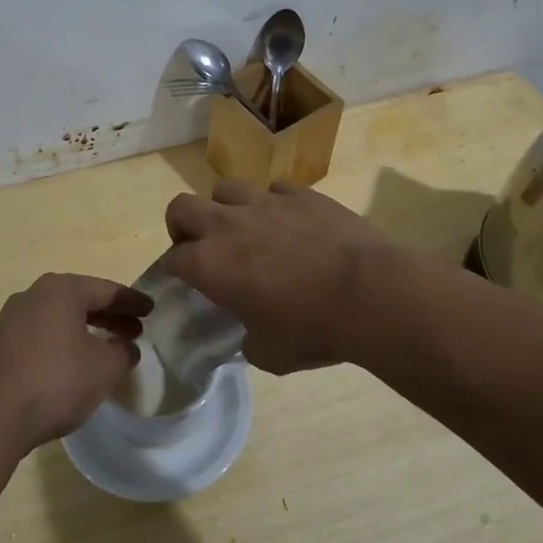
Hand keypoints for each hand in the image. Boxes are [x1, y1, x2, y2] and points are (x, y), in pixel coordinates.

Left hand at [0, 273, 151, 455]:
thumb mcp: (104, 368)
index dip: (132, 301)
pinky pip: (43, 334)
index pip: (106, 289)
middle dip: (110, 315)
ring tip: (110, 349)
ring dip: (88, 330)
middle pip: (81, 300)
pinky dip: (65, 342)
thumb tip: (126, 347)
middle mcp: (33, 295)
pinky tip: (77, 363)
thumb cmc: (56, 381)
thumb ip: (123, 352)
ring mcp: (12, 319)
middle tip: (136, 330)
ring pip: (60, 318)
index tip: (152, 310)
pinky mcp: (0, 345)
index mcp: (60, 290)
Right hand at [161, 180, 389, 373]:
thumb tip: (251, 335)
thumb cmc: (313, 329)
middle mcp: (228, 225)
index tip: (187, 282)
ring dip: (227, 207)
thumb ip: (249, 341)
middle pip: (181, 207)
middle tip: (202, 246)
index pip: (172, 259)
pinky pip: (275, 188)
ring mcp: (265, 203)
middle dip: (182, 225)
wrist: (370, 294)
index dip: (175, 270)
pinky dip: (274, 203)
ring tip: (245, 228)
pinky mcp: (301, 194)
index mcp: (210, 264)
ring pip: (226, 188)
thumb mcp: (270, 354)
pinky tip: (290, 222)